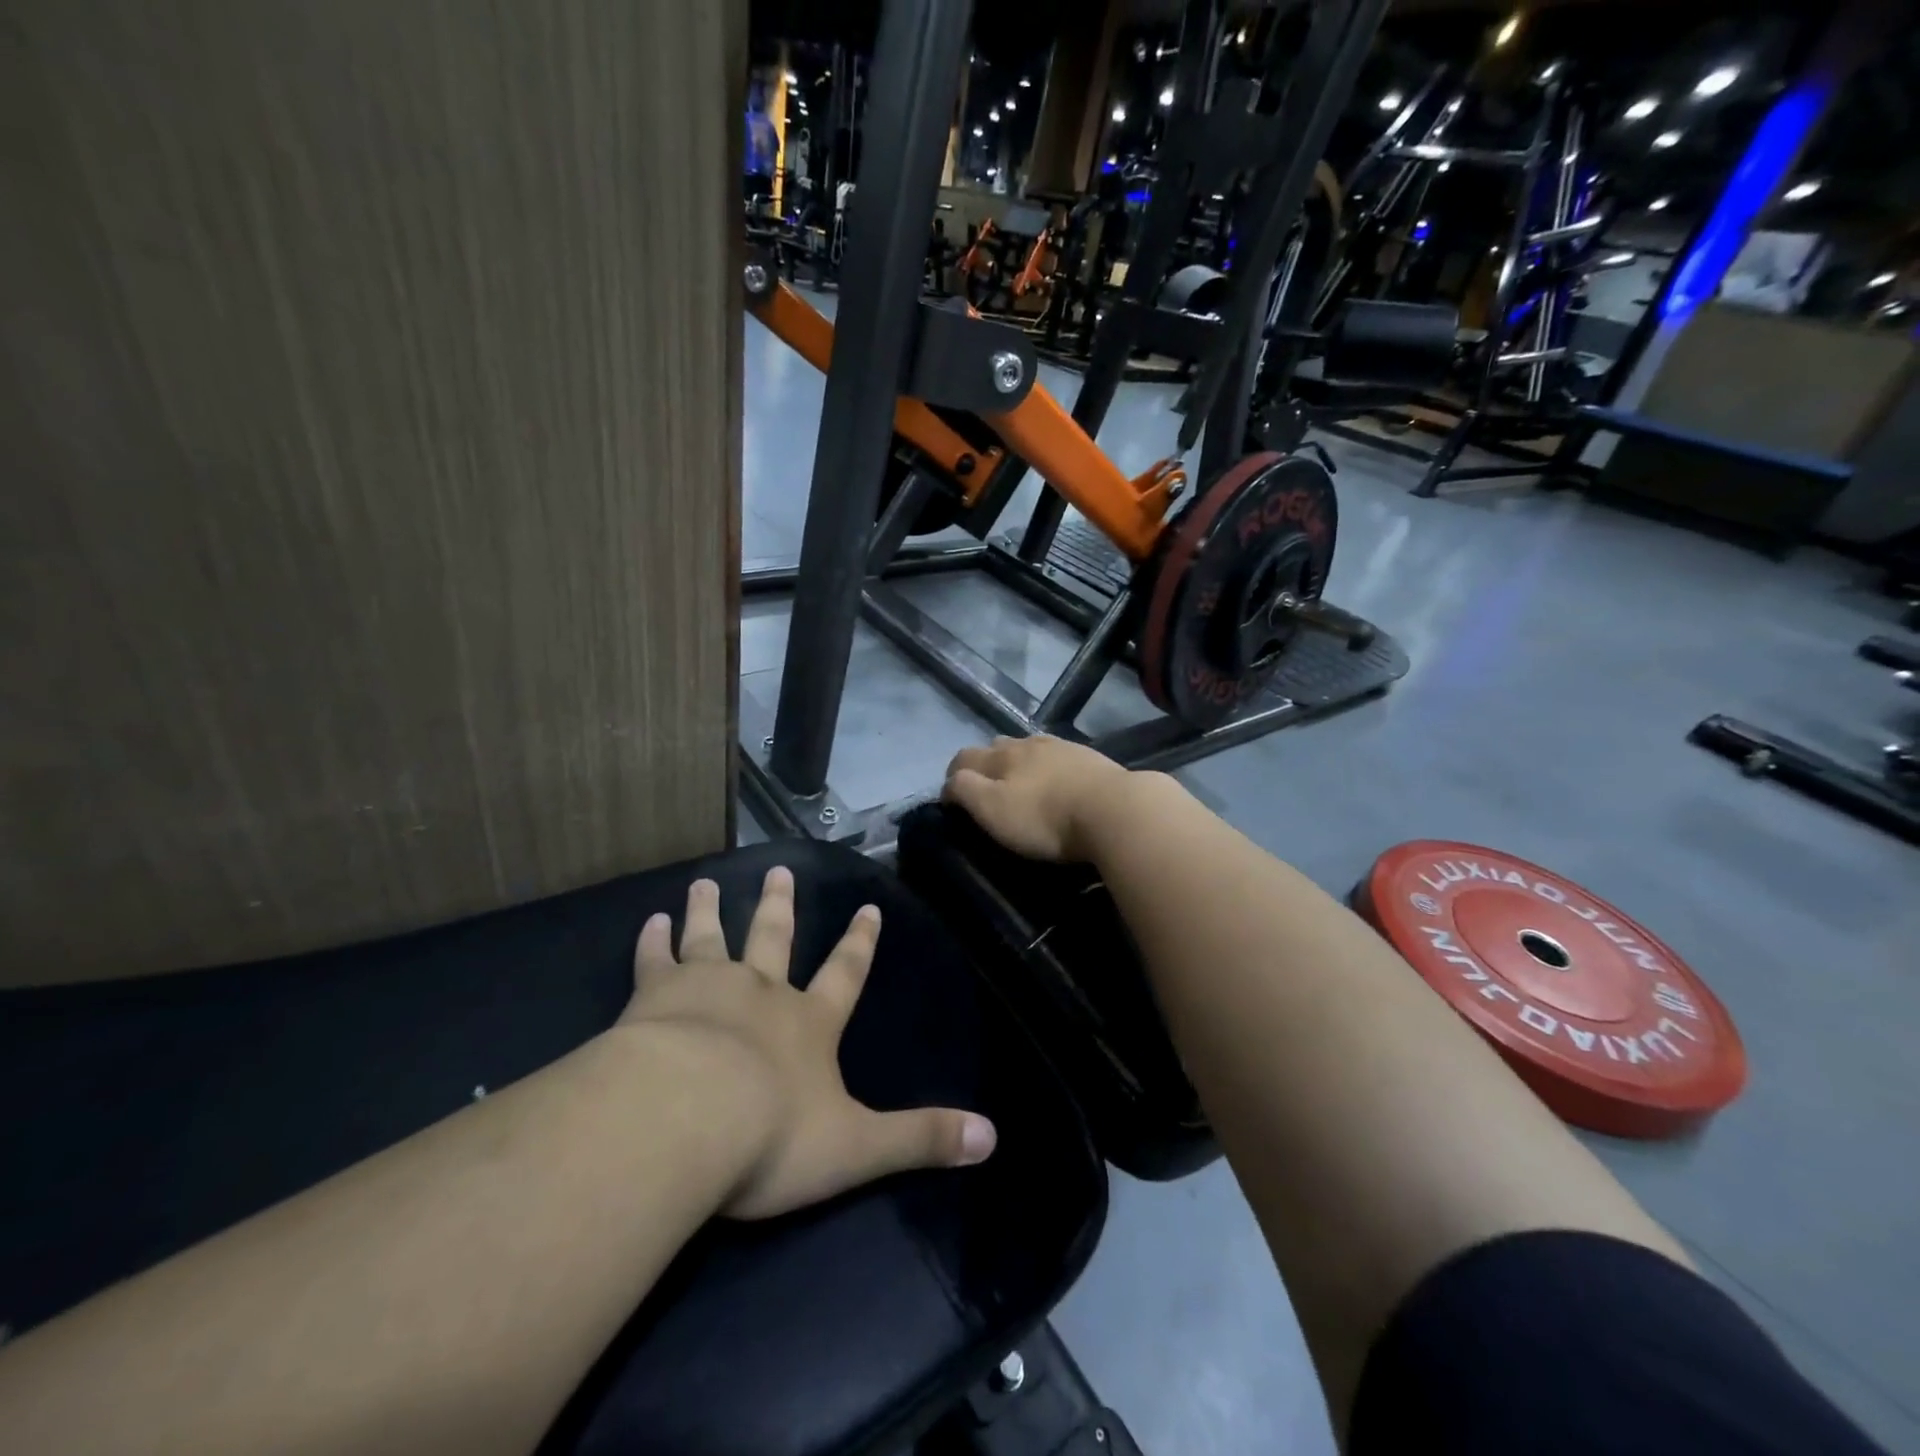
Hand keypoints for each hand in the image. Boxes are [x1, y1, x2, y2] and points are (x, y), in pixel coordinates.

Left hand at [619, 868, 996, 1219]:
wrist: (684, 1119)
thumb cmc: (771, 1136)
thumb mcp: (857, 1146)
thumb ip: (921, 1140)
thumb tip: (991, 1140)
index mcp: (809, 1023)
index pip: (845, 974)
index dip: (859, 944)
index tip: (868, 908)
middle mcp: (761, 992)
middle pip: (774, 938)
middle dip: (779, 906)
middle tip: (779, 870)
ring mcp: (706, 988)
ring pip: (711, 938)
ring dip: (710, 910)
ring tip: (706, 882)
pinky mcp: (654, 998)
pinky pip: (655, 961)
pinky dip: (653, 941)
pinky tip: (650, 921)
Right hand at [943, 735, 1135, 862]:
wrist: (1116, 810)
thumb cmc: (1046, 817)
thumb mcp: (993, 810)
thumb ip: (965, 791)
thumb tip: (949, 783)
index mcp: (1001, 756)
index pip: (963, 757)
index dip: (952, 776)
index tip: (951, 800)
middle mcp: (1028, 744)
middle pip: (997, 747)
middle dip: (987, 765)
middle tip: (989, 792)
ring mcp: (1063, 748)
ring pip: (1030, 749)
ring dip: (1020, 764)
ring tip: (1024, 786)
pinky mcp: (1091, 760)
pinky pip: (1060, 758)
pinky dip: (1051, 769)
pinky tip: (1060, 785)